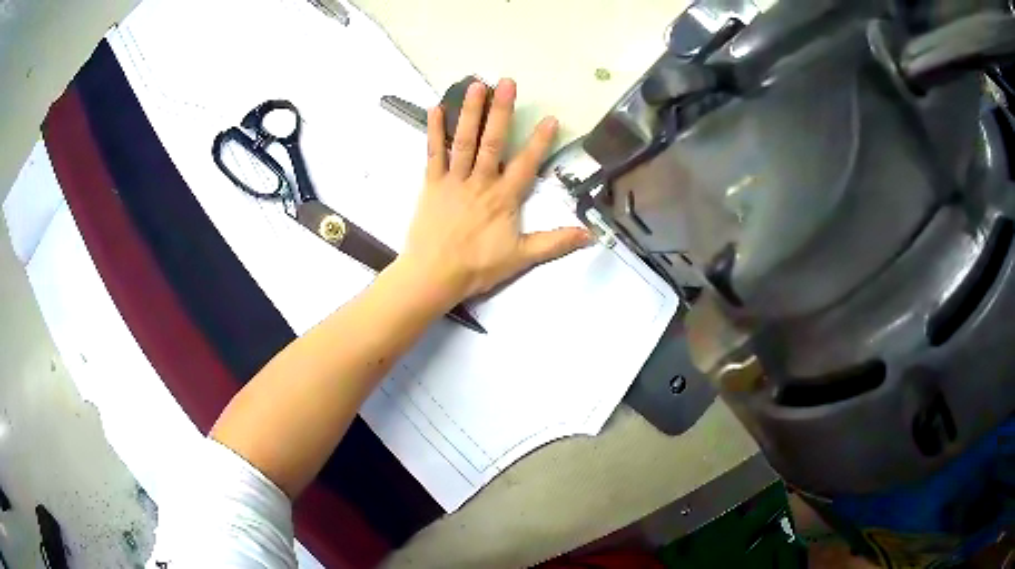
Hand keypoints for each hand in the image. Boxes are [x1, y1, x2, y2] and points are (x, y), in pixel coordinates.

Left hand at [397, 78, 591, 307]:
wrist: (433, 276)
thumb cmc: (477, 267)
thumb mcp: (521, 258)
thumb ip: (555, 243)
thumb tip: (590, 235)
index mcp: (504, 198)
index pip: (527, 164)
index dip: (540, 141)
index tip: (550, 117)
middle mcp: (480, 181)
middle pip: (494, 141)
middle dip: (501, 111)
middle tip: (507, 82)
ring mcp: (454, 180)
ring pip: (465, 140)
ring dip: (471, 111)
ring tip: (476, 84)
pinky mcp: (432, 184)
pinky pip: (433, 153)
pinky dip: (434, 131)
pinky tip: (435, 108)